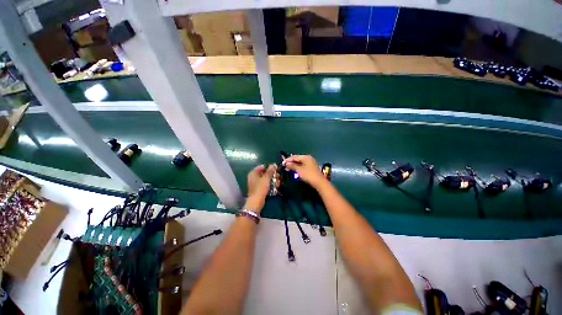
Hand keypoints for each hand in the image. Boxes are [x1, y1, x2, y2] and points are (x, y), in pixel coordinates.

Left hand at [245, 164, 275, 211]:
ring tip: (278, 183)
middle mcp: (254, 177)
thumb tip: (272, 165)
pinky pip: (265, 184)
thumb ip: (269, 171)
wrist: (256, 202)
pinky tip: (276, 187)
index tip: (276, 169)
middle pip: (264, 173)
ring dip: (273, 180)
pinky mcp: (259, 189)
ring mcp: (256, 183)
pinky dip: (270, 185)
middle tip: (279, 177)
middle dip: (272, 175)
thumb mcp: (266, 179)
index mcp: (253, 173)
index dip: (269, 167)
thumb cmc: (260, 188)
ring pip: (266, 179)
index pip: (262, 167)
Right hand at [283, 155, 326, 188]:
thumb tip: (286, 164)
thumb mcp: (299, 170)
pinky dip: (298, 167)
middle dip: (291, 162)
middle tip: (285, 166)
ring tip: (288, 168)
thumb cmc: (309, 175)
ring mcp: (311, 163)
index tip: (282, 163)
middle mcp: (308, 158)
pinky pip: (303, 165)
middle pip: (297, 159)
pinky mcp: (312, 167)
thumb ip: (292, 166)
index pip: (294, 157)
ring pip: (300, 162)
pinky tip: (295, 170)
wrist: (320, 182)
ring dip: (294, 165)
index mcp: (306, 157)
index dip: (288, 160)